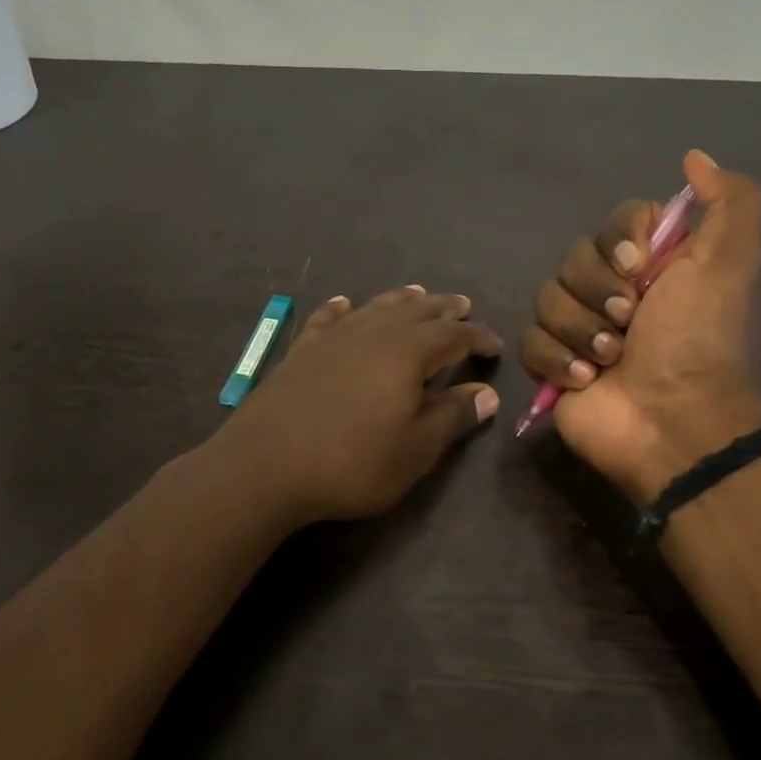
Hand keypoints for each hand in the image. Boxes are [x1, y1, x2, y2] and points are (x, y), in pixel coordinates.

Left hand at [211, 286, 502, 524]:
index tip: (495, 346)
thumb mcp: (414, 450)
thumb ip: (452, 417)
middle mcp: (372, 333)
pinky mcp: (302, 351)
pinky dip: (342, 308)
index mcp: (407, 353)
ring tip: (417, 293)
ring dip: (400, 300)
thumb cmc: (351, 462)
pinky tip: (344, 303)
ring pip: (375, 307)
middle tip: (462, 305)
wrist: (265, 465)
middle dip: (443, 308)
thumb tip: (488, 394)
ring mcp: (333, 338)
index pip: (453, 335)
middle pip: (416, 311)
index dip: (478, 337)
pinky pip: (328, 318)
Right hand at [520, 150, 760, 501]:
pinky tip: (585, 381)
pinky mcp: (554, 366)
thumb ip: (730, 202)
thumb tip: (695, 158)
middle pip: (573, 260)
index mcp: (656, 267)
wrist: (674, 423)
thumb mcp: (733, 264)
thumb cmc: (700, 341)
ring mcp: (581, 330)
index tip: (636, 267)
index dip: (617, 241)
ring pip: (547, 300)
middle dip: (597, 292)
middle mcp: (617, 292)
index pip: (615, 224)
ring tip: (610, 360)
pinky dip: (556, 360)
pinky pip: (530, 341)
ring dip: (579, 330)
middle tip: (628, 323)